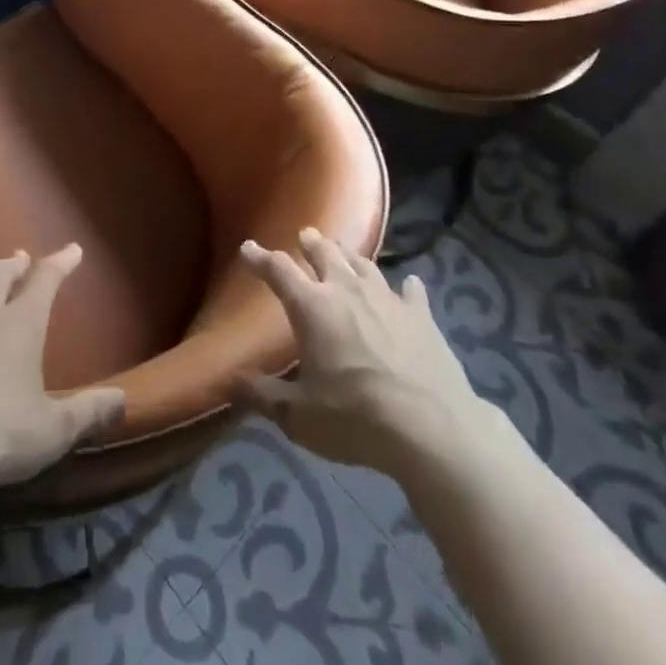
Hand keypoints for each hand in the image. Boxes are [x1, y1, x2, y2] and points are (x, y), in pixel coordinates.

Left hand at [0, 244, 124, 489]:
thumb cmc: (0, 437)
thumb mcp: (54, 430)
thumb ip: (89, 411)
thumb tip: (123, 399)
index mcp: (22, 324)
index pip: (46, 279)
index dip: (61, 262)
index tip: (73, 251)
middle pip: (0, 272)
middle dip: (14, 264)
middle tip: (21, 261)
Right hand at [236, 228, 500, 477]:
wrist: (432, 428)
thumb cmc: (356, 418)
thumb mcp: (300, 417)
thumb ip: (264, 396)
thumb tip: (233, 382)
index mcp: (312, 307)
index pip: (278, 270)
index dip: (260, 258)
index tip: (248, 247)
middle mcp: (346, 290)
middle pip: (325, 254)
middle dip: (311, 243)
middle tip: (305, 235)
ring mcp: (387, 298)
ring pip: (363, 264)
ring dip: (349, 255)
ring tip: (344, 252)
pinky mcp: (421, 315)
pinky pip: (411, 291)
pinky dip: (406, 286)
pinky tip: (409, 284)